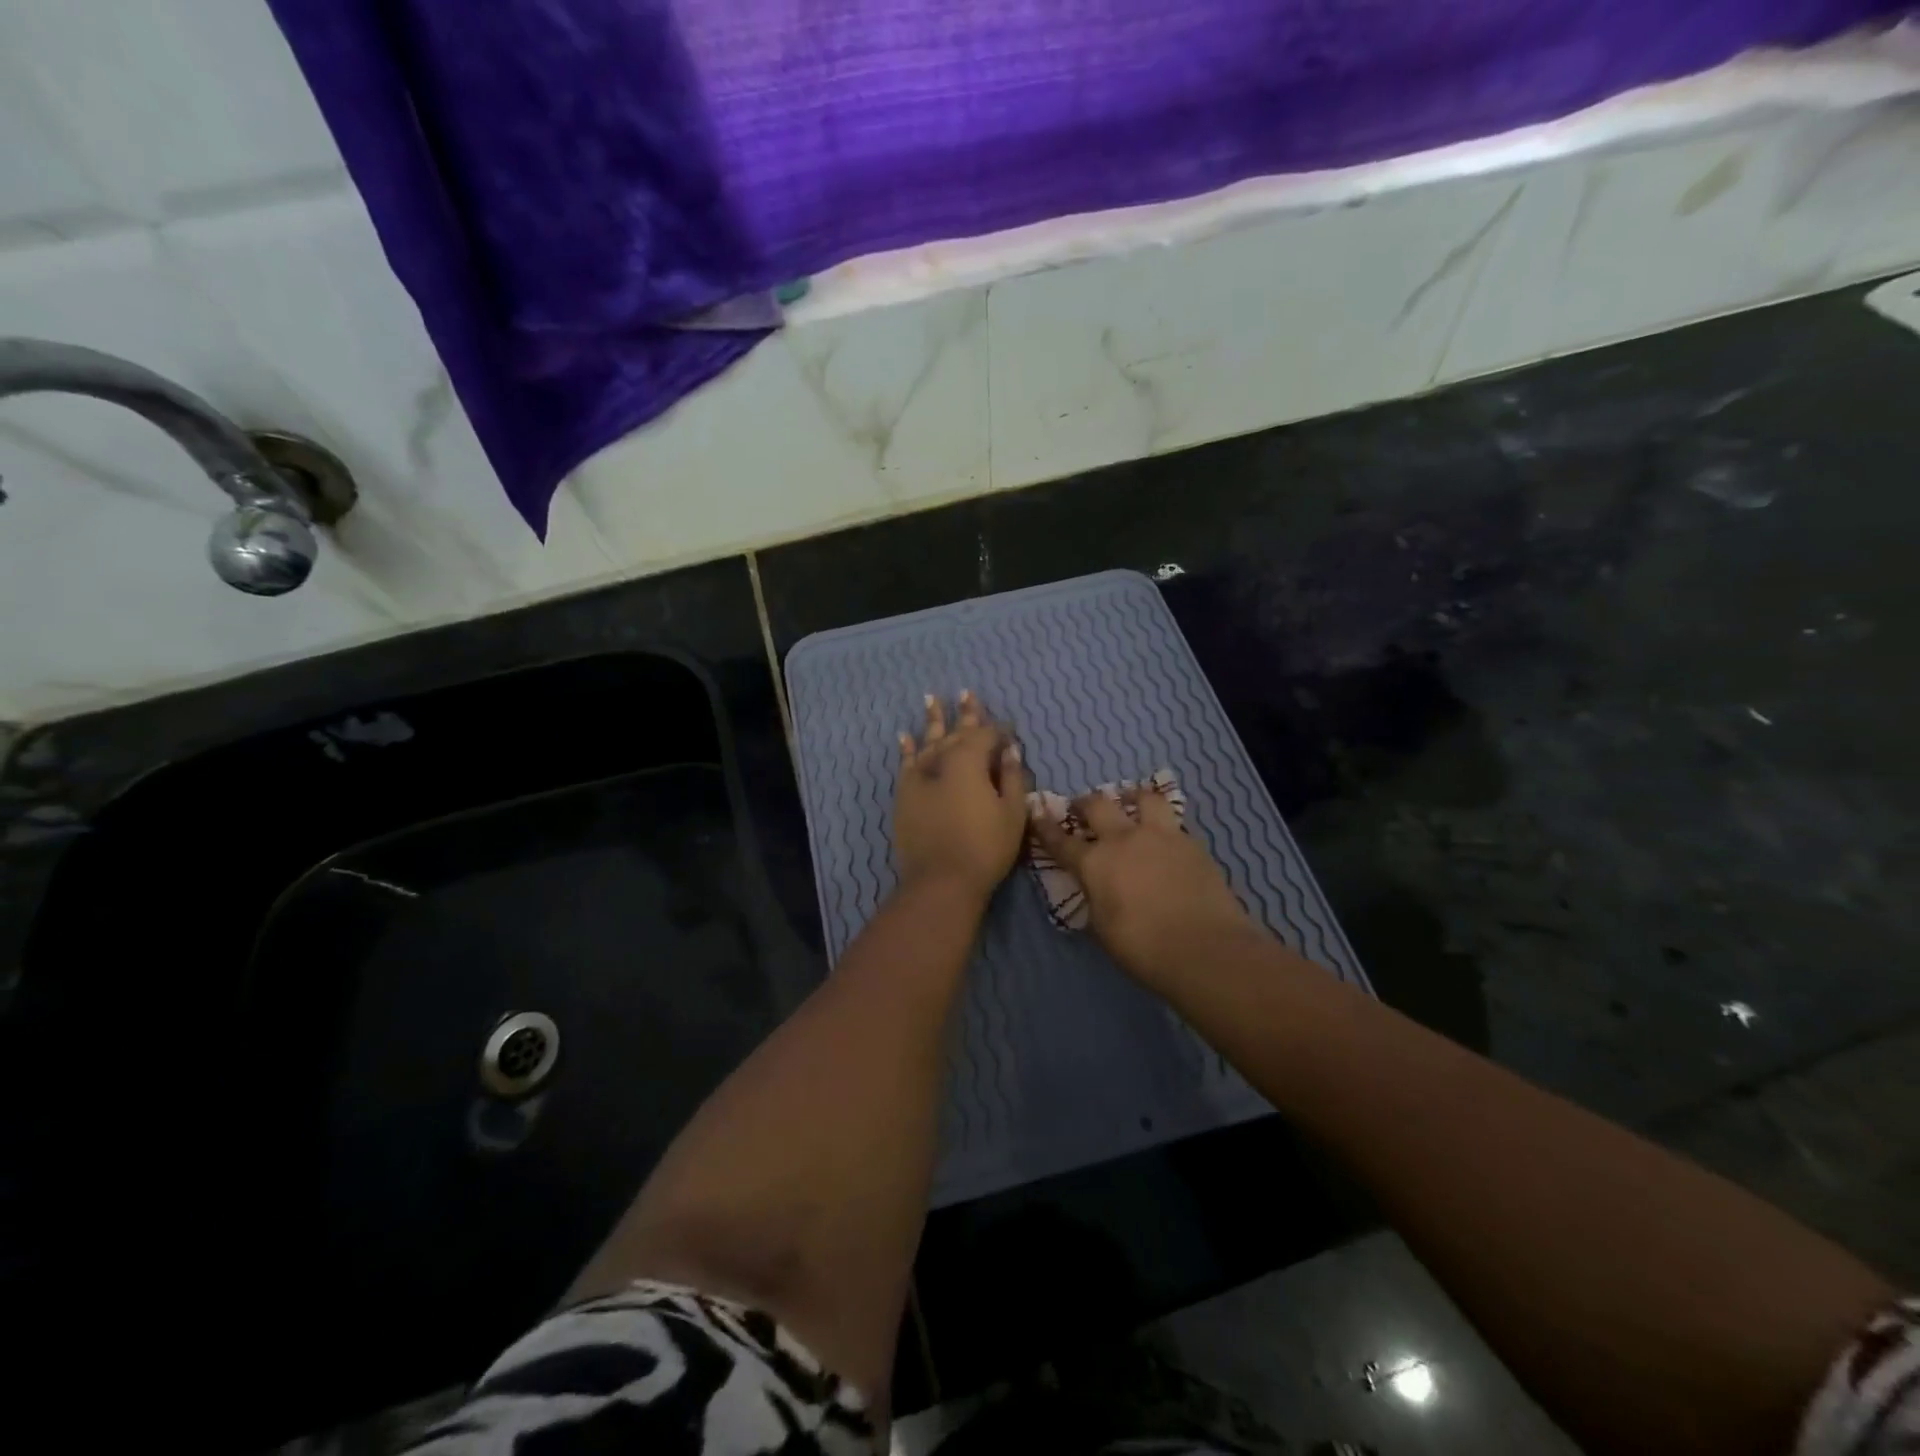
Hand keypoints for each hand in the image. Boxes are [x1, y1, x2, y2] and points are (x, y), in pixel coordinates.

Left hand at [894, 691, 1029, 902]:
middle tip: (967, 693)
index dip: (1001, 731)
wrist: (941, 881)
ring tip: (931, 698)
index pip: (987, 736)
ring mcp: (919, 776)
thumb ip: (1012, 777)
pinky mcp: (904, 794)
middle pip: (956, 732)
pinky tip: (905, 734)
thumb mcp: (1012, 813)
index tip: (1011, 730)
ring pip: (928, 740)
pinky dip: (907, 748)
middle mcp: (942, 760)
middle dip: (965, 714)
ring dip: (932, 719)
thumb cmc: (985, 848)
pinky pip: (906, 763)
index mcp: (970, 761)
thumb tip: (1009, 751)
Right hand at [1030, 783, 1260, 983]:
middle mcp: (1123, 839)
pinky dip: (1163, 825)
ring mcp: (1160, 836)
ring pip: (1143, 798)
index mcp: (1094, 863)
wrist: (1203, 948)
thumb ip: (1095, 898)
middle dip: (1085, 803)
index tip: (1037, 812)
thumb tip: (1097, 888)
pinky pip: (1172, 823)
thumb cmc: (1143, 948)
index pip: (1061, 841)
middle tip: (1083, 807)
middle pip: (1098, 805)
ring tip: (1131, 804)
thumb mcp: (1103, 927)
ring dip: (1131, 799)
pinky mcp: (1191, 843)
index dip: (1046, 827)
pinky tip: (1165, 839)